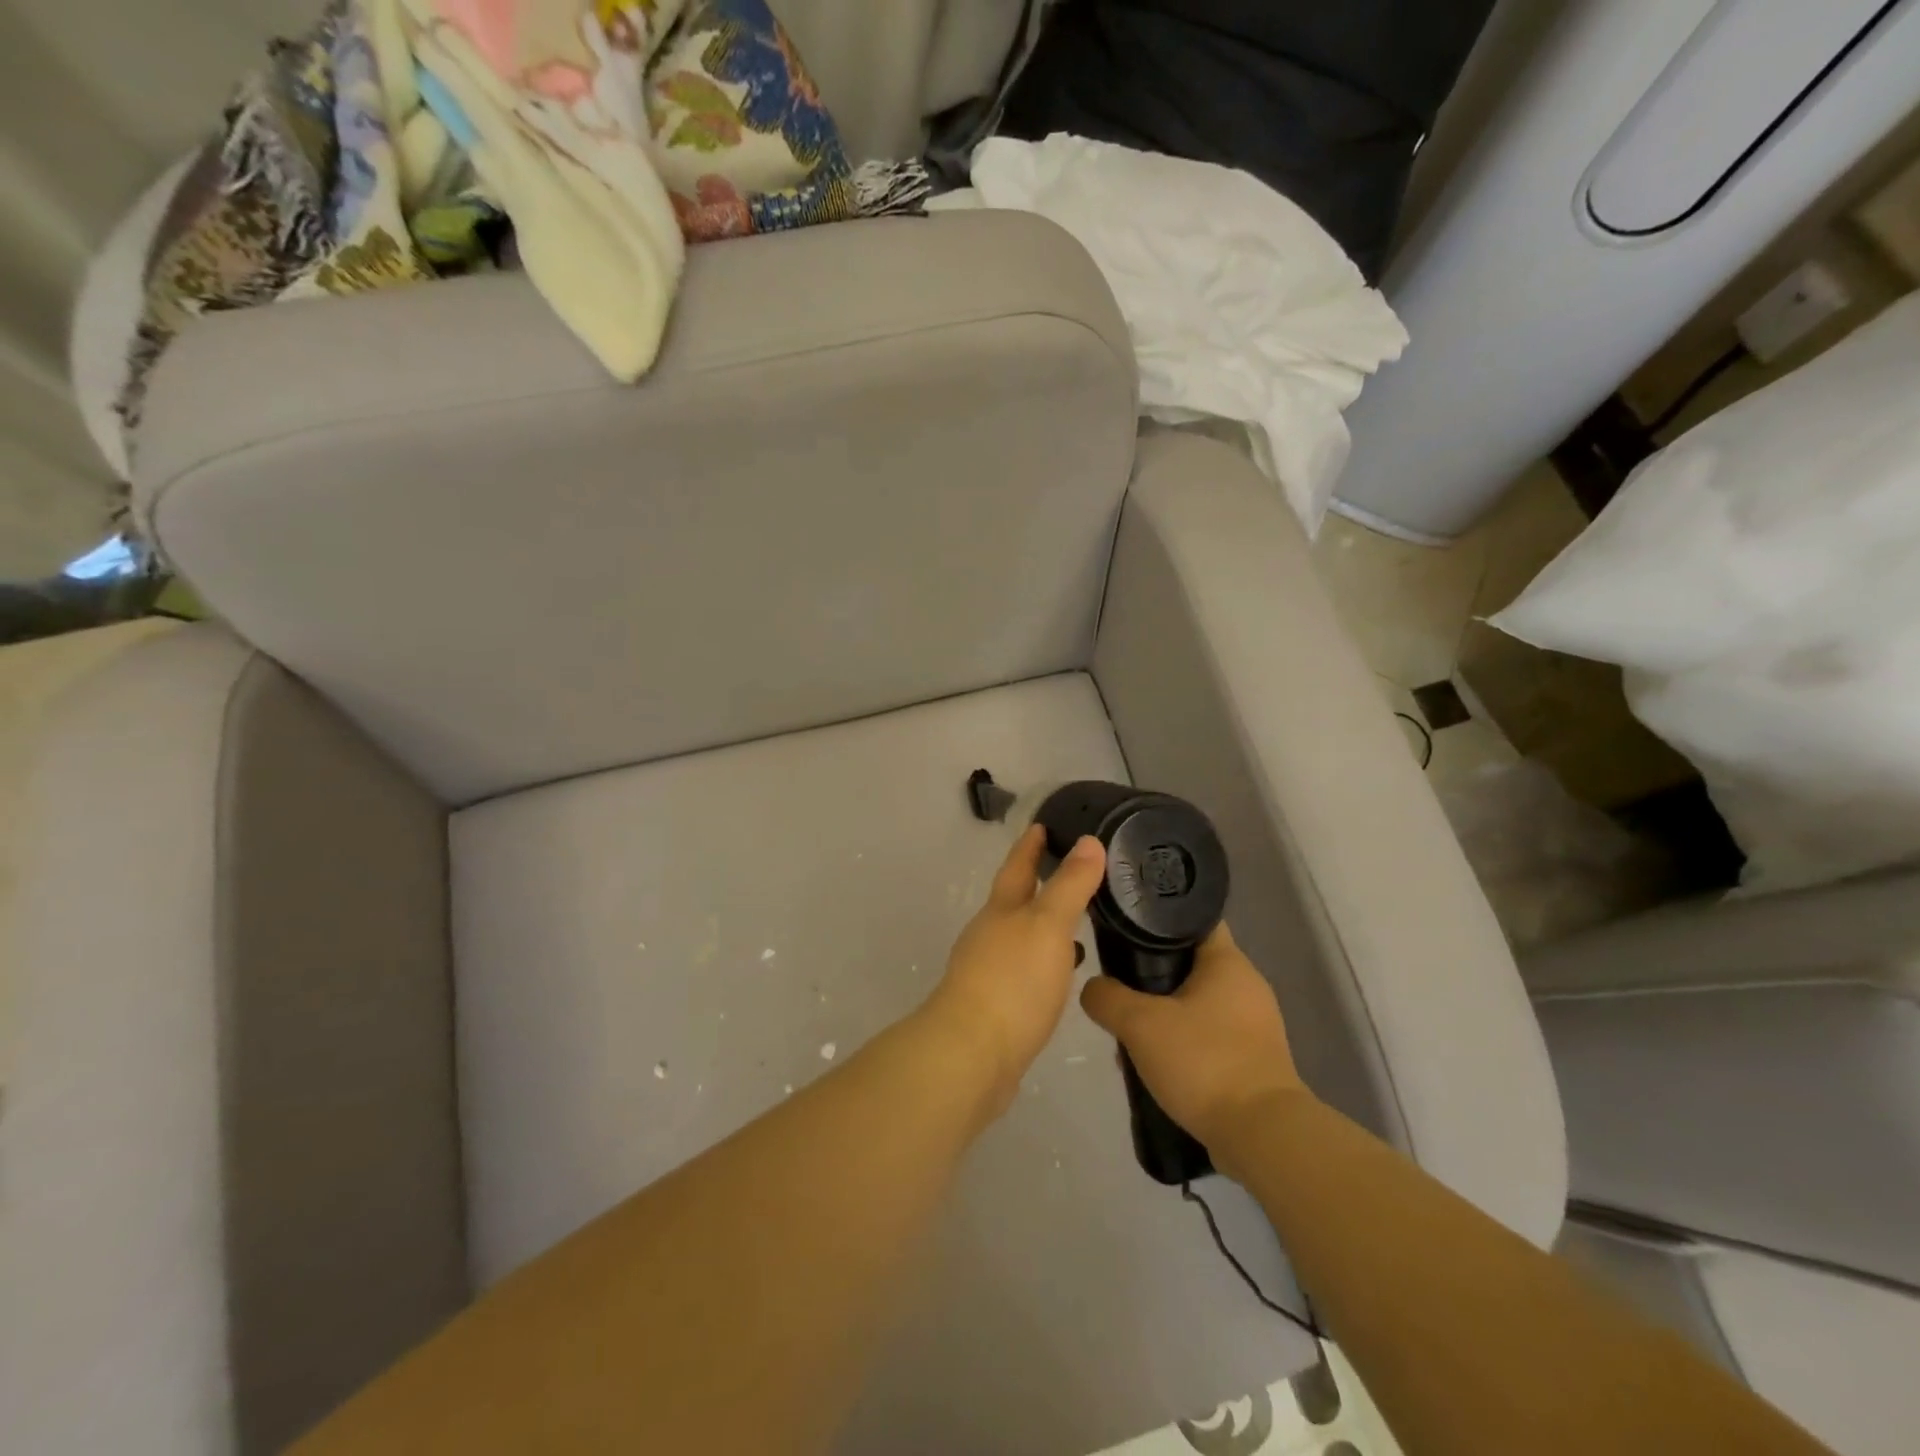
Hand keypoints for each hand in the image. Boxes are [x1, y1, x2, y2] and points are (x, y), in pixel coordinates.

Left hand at [923, 826, 1106, 1113]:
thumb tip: (1089, 841)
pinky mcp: (997, 1005)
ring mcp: (989, 971)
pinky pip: (1026, 971)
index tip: (1043, 824)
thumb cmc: (1012, 981)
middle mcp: (990, 934)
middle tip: (1073, 870)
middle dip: (1039, 883)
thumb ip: (1069, 885)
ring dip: (1045, 925)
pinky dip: (1046, 961)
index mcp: (1001, 910)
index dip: (1030, 844)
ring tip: (1078, 921)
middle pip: (1015, 900)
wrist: (972, 1055)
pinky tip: (1064, 973)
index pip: (1017, 866)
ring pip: (1022, 936)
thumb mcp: (1047, 925)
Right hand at [1079, 924, 1308, 1159]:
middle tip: (1118, 985)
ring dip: (1165, 1014)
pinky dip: (1184, 1044)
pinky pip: (1210, 1037)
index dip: (1159, 917)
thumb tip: (1092, 988)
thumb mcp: (1140, 1024)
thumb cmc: (1204, 1062)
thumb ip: (1107, 998)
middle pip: (1191, 963)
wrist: (1262, 1136)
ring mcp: (1255, 1025)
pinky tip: (1157, 1064)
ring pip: (1198, 1004)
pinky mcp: (1255, 1060)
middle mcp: (1247, 986)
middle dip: (1153, 974)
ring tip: (1131, 1032)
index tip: (1126, 926)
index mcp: (1229, 962)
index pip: (1193, 919)